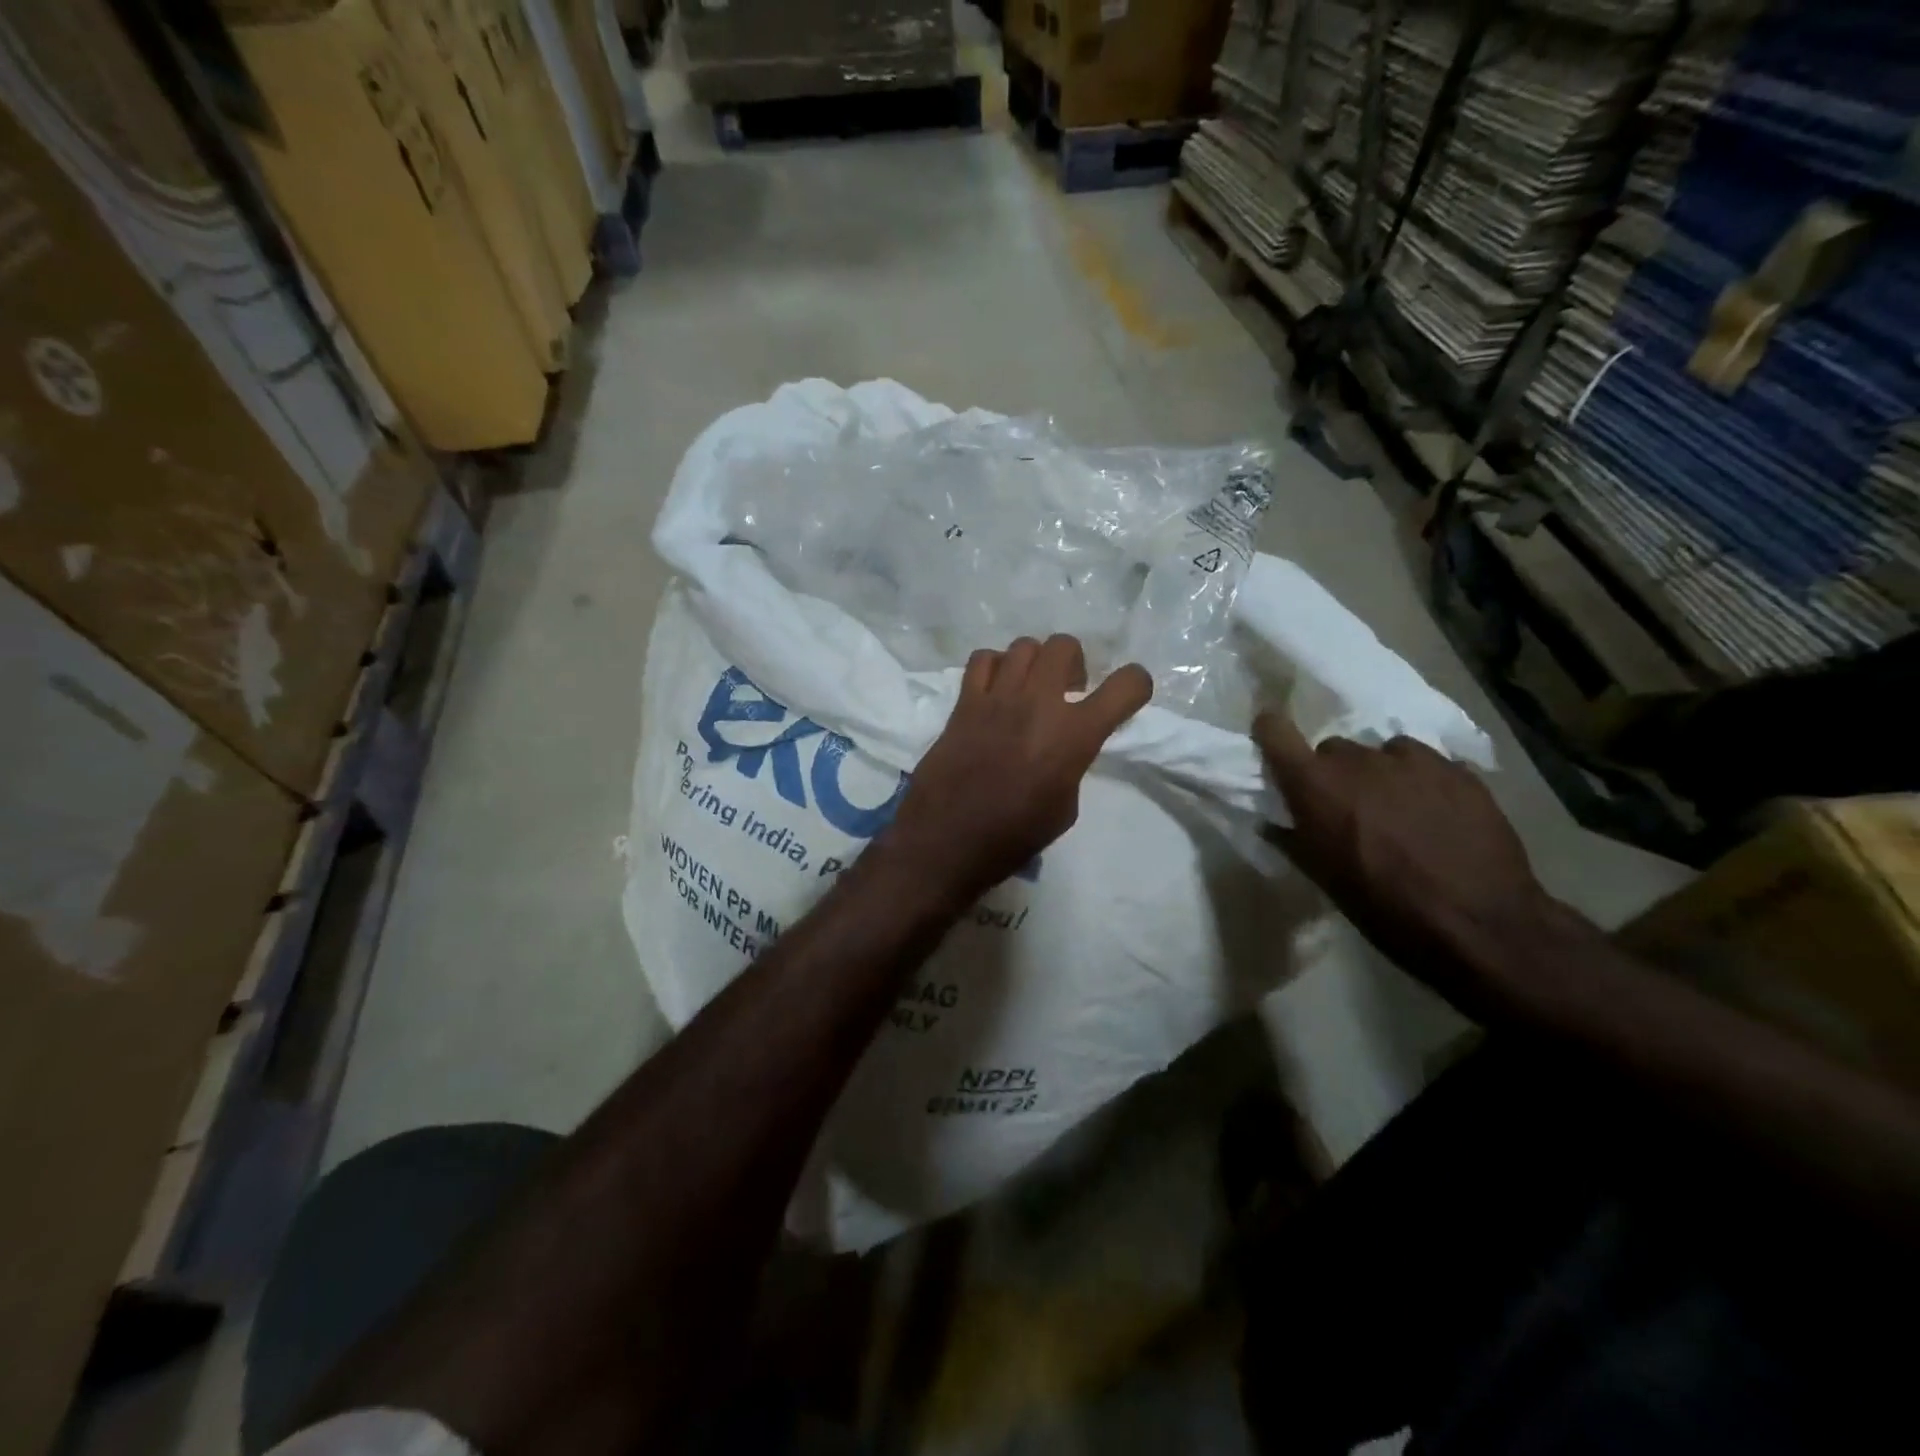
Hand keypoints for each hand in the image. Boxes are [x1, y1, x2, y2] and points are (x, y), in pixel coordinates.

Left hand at [883, 636, 1152, 905]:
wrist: (947, 841)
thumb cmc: (1012, 837)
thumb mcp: (1064, 807)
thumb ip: (1071, 765)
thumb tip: (1063, 747)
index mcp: (1074, 735)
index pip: (1125, 686)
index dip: (1136, 684)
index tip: (1128, 696)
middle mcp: (1038, 704)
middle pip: (1065, 645)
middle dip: (1075, 662)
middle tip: (1068, 691)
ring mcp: (997, 698)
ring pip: (1024, 646)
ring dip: (1034, 663)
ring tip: (1029, 689)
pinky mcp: (963, 703)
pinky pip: (982, 659)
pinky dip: (994, 667)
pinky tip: (995, 690)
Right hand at [1254, 710, 1561, 1008]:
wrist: (1481, 925)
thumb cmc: (1385, 908)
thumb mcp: (1324, 879)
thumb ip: (1293, 839)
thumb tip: (1272, 822)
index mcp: (1316, 785)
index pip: (1276, 732)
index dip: (1271, 732)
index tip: (1272, 740)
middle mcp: (1359, 760)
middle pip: (1332, 749)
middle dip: (1334, 773)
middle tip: (1348, 808)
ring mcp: (1413, 760)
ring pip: (1382, 752)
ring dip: (1380, 774)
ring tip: (1400, 810)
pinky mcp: (1458, 769)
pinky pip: (1426, 763)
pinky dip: (1422, 781)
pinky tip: (1438, 815)